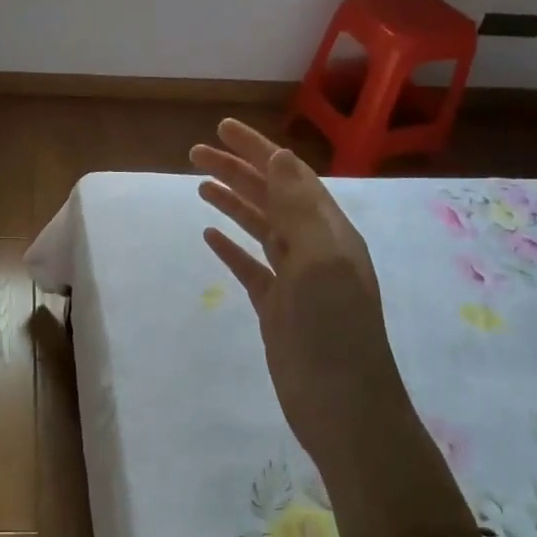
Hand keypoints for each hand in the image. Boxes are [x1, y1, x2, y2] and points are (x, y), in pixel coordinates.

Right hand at [191, 121, 466, 536]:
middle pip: (270, 197)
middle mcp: (314, 248)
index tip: (221, 129)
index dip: (257, 149)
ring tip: (199, 184)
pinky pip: (251, 266)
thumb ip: (298, 208)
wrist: (343, 407)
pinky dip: (231, 247)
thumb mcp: (319, 261)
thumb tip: (280, 155)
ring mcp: (295, 280)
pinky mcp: (277, 308)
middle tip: (194, 152)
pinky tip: (210, 235)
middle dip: (237, 171)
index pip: (290, 176)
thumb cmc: (333, 331)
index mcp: (329, 231)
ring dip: (232, 202)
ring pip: (259, 228)